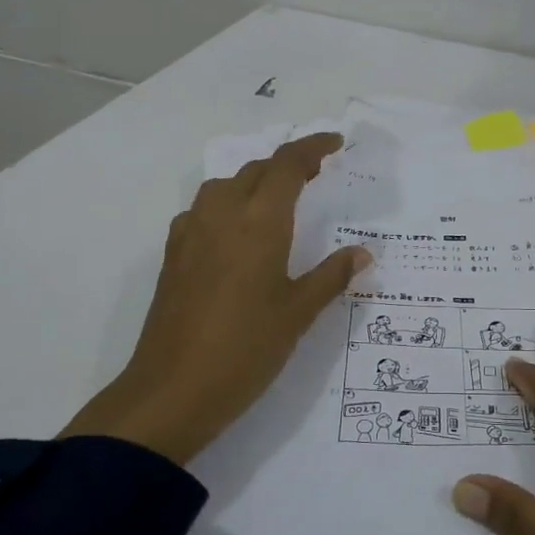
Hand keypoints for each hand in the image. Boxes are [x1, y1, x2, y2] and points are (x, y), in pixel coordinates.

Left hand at [61, 132, 368, 463]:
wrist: (171, 391)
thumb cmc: (246, 349)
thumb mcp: (298, 313)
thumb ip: (331, 276)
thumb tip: (363, 252)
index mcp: (259, 222)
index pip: (288, 165)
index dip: (313, 147)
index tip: (336, 143)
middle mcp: (222, 215)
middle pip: (256, 169)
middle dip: (288, 163)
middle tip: (317, 173)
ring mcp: (192, 233)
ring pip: (225, 185)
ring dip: (254, 180)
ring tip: (277, 198)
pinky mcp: (173, 255)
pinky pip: (203, 210)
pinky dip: (227, 204)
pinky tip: (235, 232)